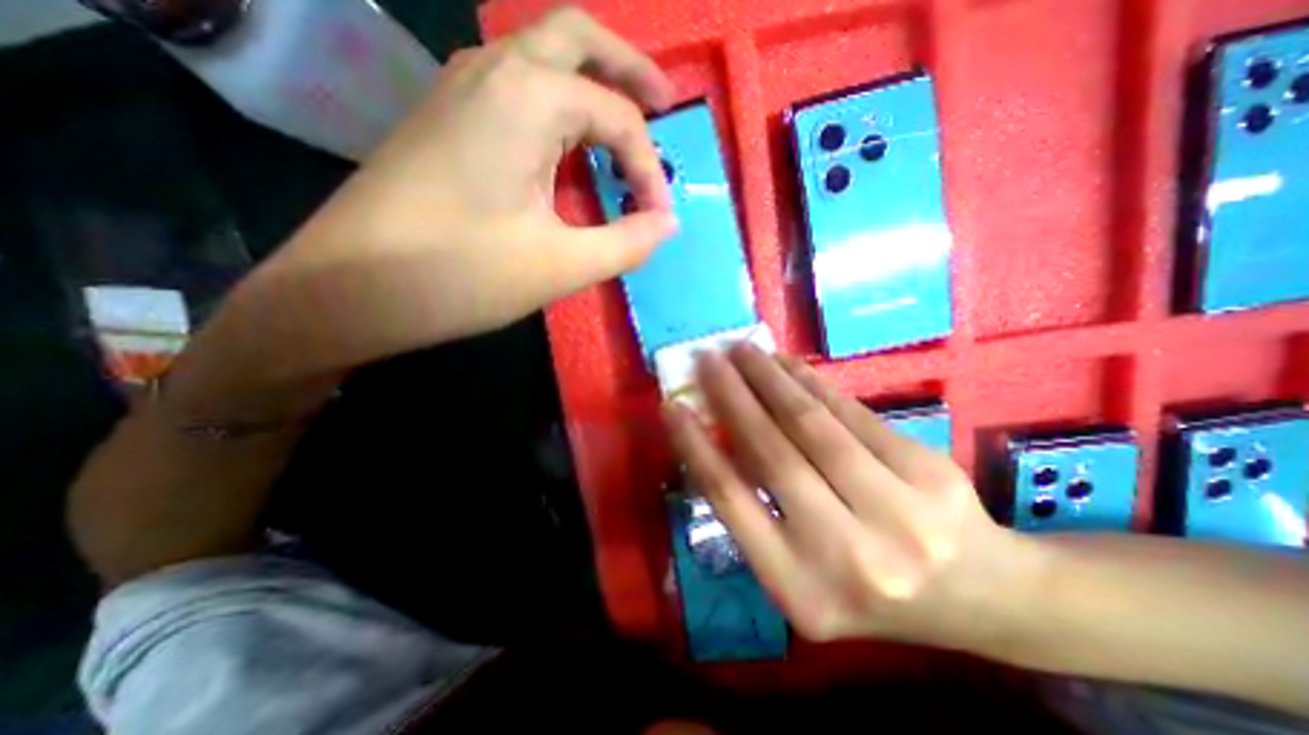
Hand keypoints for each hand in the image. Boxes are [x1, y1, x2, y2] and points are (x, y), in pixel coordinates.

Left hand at [258, 5, 685, 366]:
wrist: (346, 289)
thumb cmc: (458, 275)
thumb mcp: (560, 266)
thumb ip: (626, 243)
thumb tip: (667, 224)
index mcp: (526, 97)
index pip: (617, 117)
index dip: (649, 169)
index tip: (658, 217)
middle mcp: (493, 71)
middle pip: (577, 38)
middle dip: (629, 69)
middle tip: (665, 105)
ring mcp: (462, 90)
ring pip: (542, 57)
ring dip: (591, 81)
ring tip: (626, 122)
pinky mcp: (448, 120)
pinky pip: (517, 89)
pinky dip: (558, 105)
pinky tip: (569, 144)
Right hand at [670, 349, 1039, 652]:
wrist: (982, 597)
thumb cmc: (869, 588)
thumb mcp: (800, 569)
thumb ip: (756, 509)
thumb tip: (717, 433)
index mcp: (801, 590)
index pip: (732, 502)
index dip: (697, 447)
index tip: (672, 407)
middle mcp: (847, 556)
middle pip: (773, 454)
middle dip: (733, 397)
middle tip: (708, 360)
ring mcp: (897, 513)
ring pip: (813, 426)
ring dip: (770, 379)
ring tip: (743, 351)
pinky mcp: (927, 473)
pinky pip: (852, 414)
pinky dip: (812, 383)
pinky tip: (787, 364)